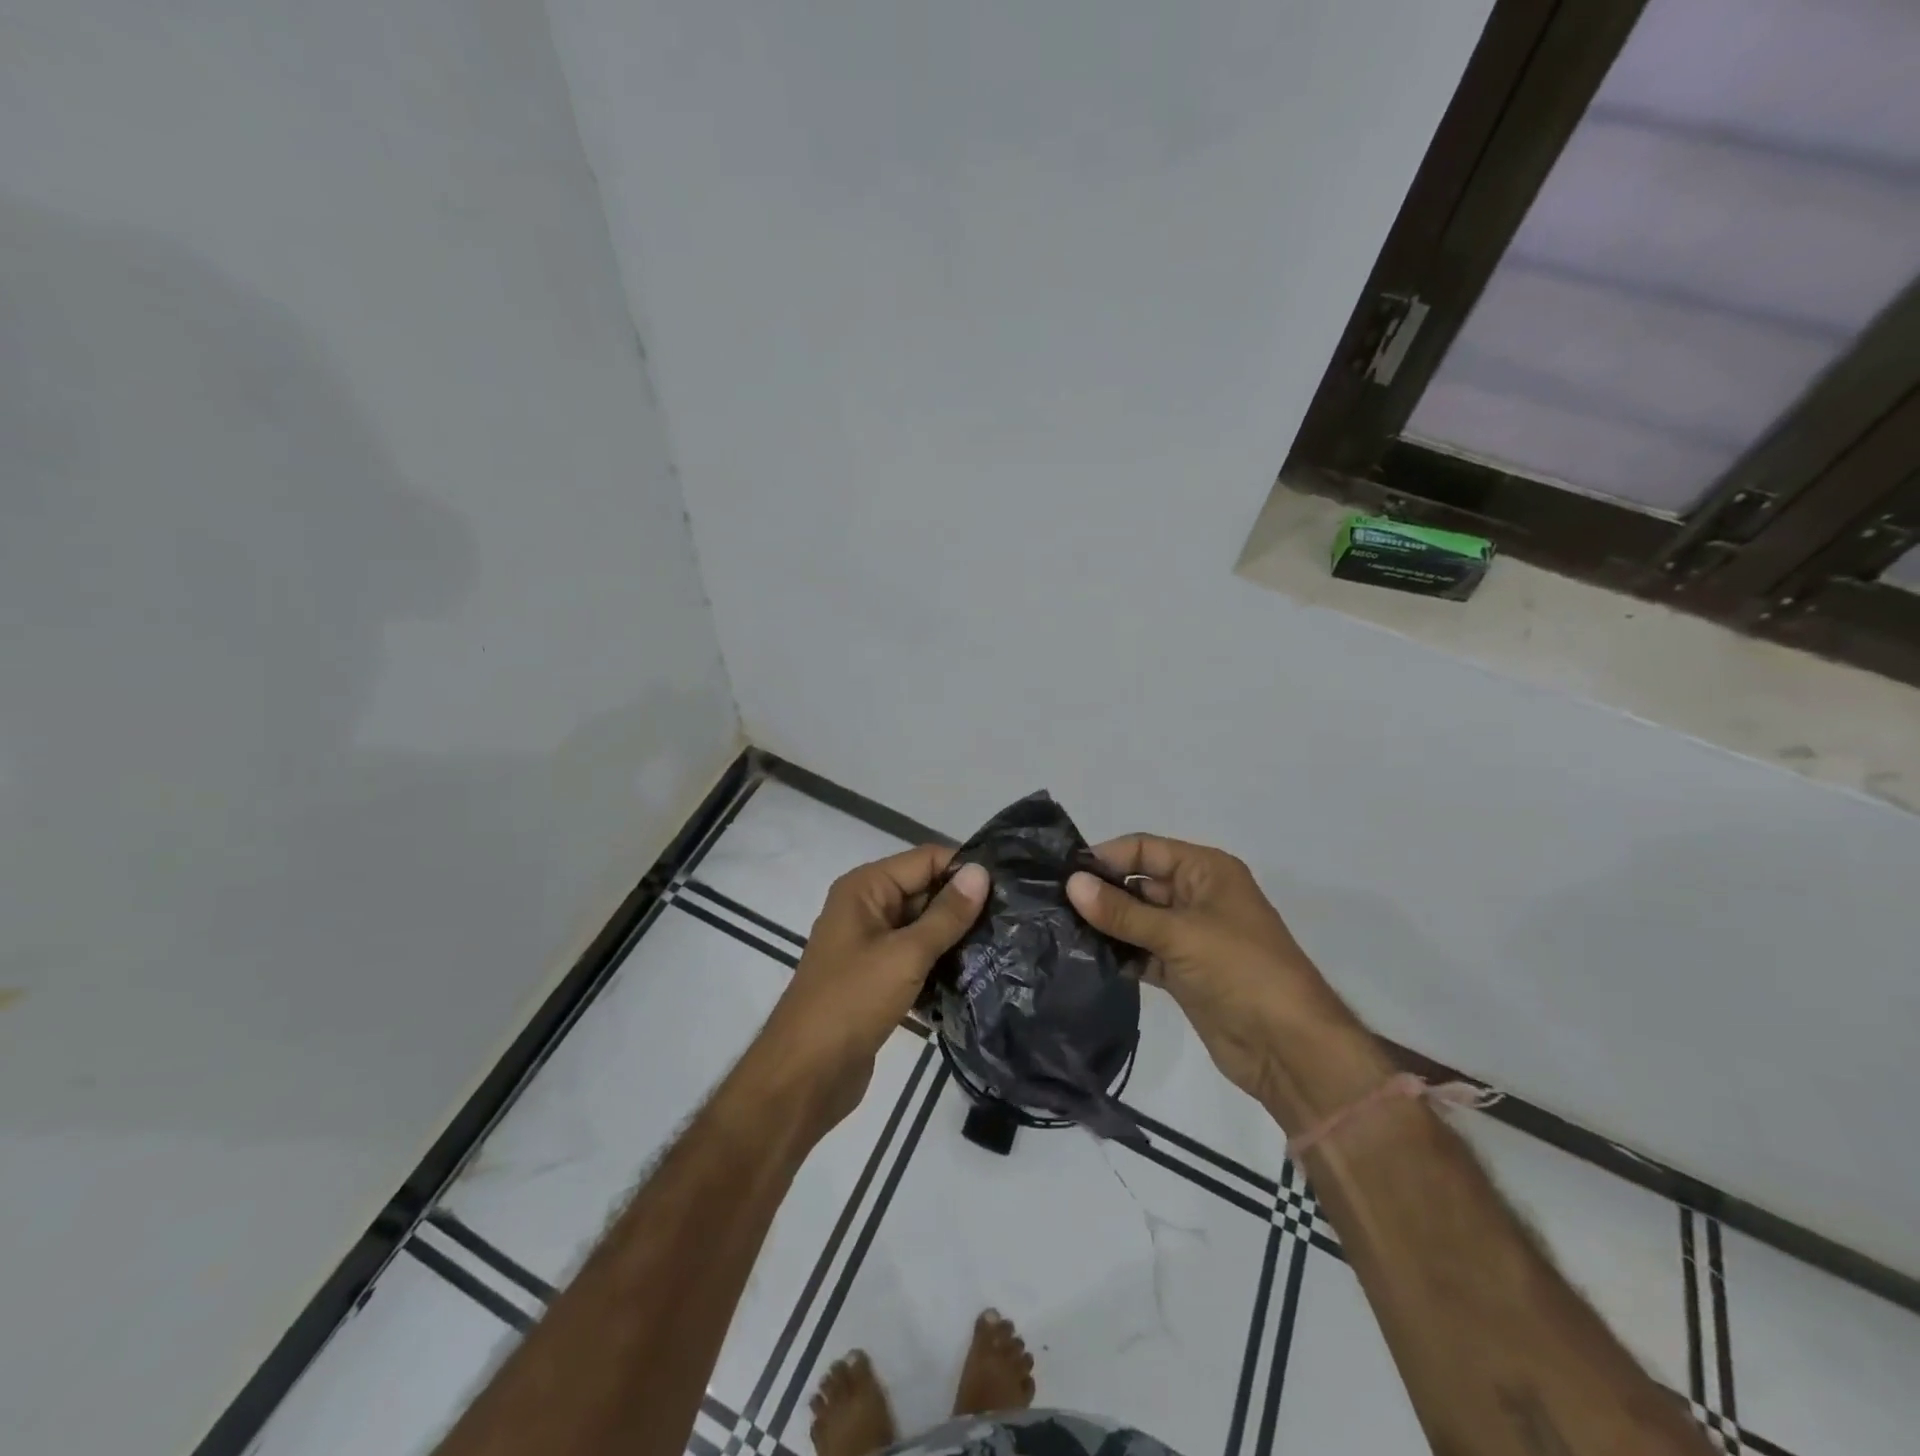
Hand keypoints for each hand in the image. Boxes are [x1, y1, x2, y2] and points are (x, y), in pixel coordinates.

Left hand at [758, 846, 987, 1132]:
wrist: (805, 1076)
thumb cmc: (852, 1002)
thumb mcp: (905, 954)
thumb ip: (947, 914)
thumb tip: (982, 872)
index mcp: (865, 888)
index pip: (925, 859)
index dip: (964, 869)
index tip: (1008, 889)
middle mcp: (866, 908)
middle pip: (925, 891)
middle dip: (963, 905)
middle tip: (1013, 921)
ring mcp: (870, 945)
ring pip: (923, 928)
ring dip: (955, 938)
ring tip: (1003, 947)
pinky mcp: (877, 979)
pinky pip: (916, 958)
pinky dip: (940, 965)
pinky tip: (976, 977)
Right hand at [1067, 836, 1389, 1120]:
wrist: (1289, 1048)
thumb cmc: (1241, 970)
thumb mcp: (1179, 933)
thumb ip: (1122, 912)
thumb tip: (1071, 884)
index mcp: (1206, 871)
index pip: (1145, 850)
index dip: (1105, 857)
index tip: (1061, 873)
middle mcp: (1196, 896)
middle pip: (1138, 883)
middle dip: (1100, 892)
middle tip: (1050, 904)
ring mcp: (1189, 936)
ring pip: (1137, 920)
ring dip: (1106, 926)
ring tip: (1057, 930)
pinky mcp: (1182, 971)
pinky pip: (1141, 952)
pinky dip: (1118, 955)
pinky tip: (1083, 959)